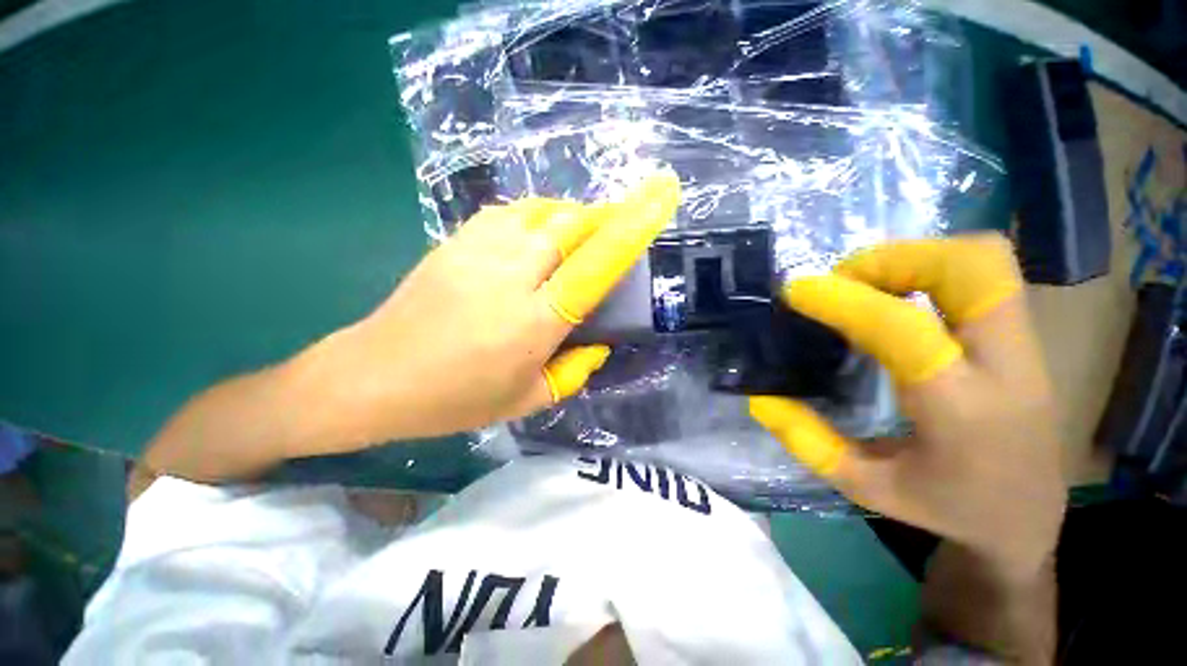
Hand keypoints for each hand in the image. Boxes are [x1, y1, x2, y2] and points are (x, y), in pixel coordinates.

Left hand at [304, 173, 680, 445]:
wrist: (374, 377)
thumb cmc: (455, 400)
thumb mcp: (527, 400)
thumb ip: (574, 372)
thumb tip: (599, 344)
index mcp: (534, 322)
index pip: (595, 264)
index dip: (633, 226)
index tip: (661, 194)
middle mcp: (512, 277)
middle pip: (571, 225)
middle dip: (604, 219)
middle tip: (620, 227)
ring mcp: (478, 253)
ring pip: (543, 212)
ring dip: (572, 218)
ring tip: (582, 235)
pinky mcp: (455, 242)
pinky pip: (510, 213)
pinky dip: (537, 216)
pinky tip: (539, 233)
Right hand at [750, 235, 1065, 574]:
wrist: (1027, 518)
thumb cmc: (946, 507)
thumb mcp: (864, 486)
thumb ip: (807, 441)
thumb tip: (760, 397)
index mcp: (962, 411)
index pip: (903, 329)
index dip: (843, 300)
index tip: (797, 292)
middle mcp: (1007, 366)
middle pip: (971, 266)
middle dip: (895, 259)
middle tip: (844, 280)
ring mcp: (1025, 345)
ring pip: (984, 259)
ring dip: (916, 256)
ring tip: (868, 283)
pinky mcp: (1023, 337)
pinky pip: (984, 275)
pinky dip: (933, 267)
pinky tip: (897, 296)